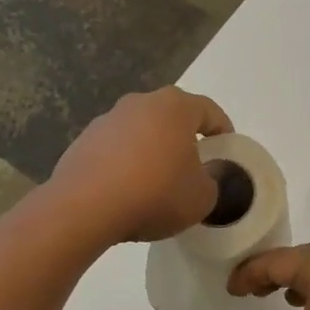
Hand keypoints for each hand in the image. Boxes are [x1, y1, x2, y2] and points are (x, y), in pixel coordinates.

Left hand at [46, 88, 232, 243]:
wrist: (84, 207)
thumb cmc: (155, 193)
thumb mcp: (202, 198)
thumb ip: (211, 182)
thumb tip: (201, 176)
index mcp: (176, 107)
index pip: (209, 111)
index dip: (223, 130)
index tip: (226, 150)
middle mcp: (141, 102)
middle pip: (172, 116)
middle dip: (185, 137)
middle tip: (193, 165)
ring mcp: (108, 119)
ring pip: (142, 130)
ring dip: (152, 148)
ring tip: (157, 180)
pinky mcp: (83, 140)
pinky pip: (116, 148)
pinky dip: (126, 162)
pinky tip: (127, 189)